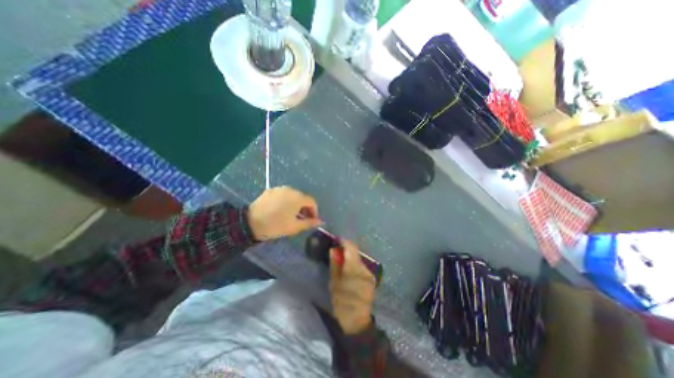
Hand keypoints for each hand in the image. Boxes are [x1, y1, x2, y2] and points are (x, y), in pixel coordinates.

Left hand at [246, 185, 321, 241]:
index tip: (311, 220)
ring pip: (293, 196)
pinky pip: (283, 195)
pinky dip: (286, 201)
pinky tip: (280, 210)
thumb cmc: (276, 225)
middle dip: (305, 208)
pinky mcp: (270, 190)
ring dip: (295, 204)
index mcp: (298, 198)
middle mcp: (290, 190)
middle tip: (301, 219)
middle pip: (303, 198)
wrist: (250, 223)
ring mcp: (279, 189)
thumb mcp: (294, 227)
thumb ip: (309, 223)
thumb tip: (321, 222)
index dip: (314, 211)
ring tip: (290, 215)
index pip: (312, 202)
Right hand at [327, 241, 373, 335]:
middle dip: (347, 250)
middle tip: (338, 253)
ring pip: (359, 259)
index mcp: (353, 268)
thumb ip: (335, 264)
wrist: (357, 320)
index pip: (351, 247)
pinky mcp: (372, 278)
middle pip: (355, 252)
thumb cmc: (341, 302)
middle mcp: (364, 268)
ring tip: (343, 264)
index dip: (344, 241)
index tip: (338, 240)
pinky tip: (350, 273)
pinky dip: (356, 265)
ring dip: (351, 259)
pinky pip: (362, 267)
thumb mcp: (333, 282)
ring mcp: (369, 273)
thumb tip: (333, 249)